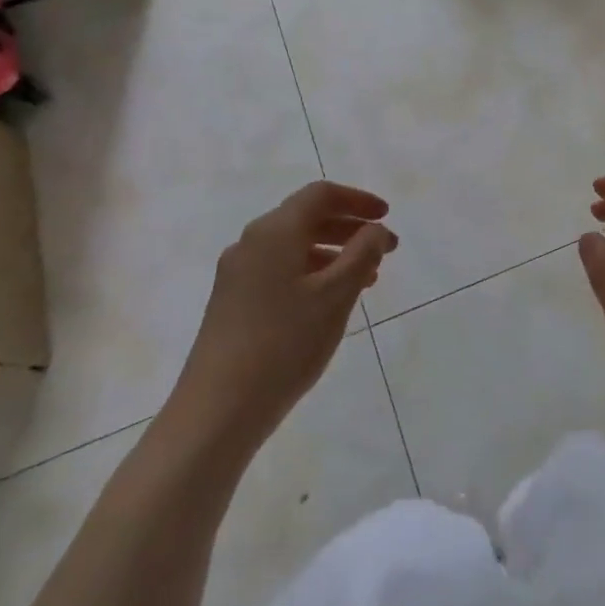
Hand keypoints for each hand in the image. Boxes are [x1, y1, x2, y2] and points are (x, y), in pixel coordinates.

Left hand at [166, 181, 396, 459]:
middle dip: (349, 228)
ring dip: (333, 253)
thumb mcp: (336, 295)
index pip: (320, 195)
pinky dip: (312, 273)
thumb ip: (363, 254)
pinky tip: (330, 301)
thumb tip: (375, 229)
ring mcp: (237, 274)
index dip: (357, 200)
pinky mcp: (232, 302)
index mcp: (274, 231)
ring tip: (366, 279)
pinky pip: (280, 270)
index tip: (387, 216)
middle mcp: (251, 243)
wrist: (217, 410)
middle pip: (306, 217)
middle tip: (386, 249)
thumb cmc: (285, 344)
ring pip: (294, 247)